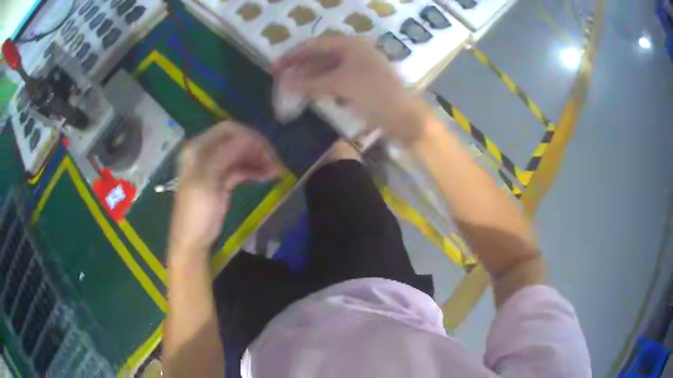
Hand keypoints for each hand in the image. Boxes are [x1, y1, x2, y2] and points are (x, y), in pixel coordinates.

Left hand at [168, 121, 282, 262]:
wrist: (192, 241)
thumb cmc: (197, 213)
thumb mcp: (207, 182)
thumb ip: (225, 155)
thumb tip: (248, 137)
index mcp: (197, 148)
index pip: (228, 130)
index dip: (250, 137)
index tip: (268, 153)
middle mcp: (205, 152)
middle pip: (236, 140)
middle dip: (257, 148)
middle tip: (276, 163)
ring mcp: (214, 165)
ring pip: (240, 153)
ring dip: (258, 159)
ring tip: (276, 172)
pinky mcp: (221, 178)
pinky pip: (240, 167)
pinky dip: (254, 170)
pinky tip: (267, 176)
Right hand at [273, 36, 431, 142]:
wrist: (406, 117)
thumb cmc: (375, 94)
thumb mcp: (340, 84)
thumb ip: (310, 83)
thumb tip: (283, 84)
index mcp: (350, 44)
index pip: (313, 45)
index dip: (292, 56)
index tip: (274, 68)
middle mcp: (353, 52)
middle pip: (319, 57)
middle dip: (299, 68)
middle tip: (279, 81)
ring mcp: (358, 69)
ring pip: (326, 70)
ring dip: (308, 79)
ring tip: (290, 91)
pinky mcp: (361, 85)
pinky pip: (335, 82)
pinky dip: (321, 88)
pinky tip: (311, 96)